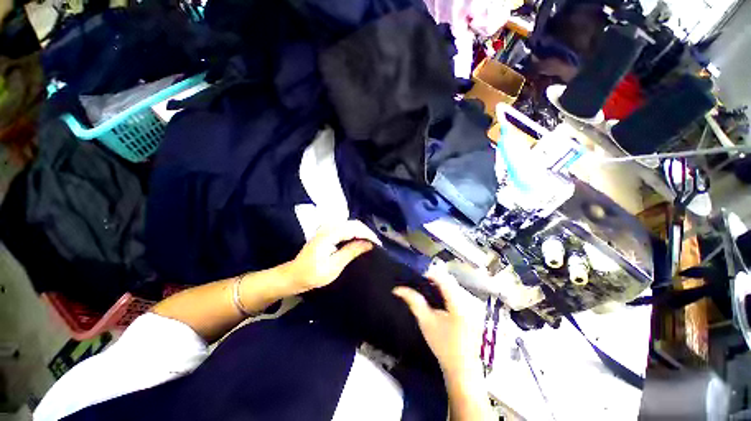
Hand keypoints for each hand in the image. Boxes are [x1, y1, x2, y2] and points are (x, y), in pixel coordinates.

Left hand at [281, 220, 379, 294]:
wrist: (294, 275)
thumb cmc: (312, 274)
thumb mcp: (334, 266)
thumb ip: (351, 251)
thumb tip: (369, 244)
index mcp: (329, 234)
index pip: (355, 228)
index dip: (368, 235)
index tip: (378, 245)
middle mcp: (328, 226)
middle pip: (354, 223)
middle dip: (367, 232)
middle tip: (376, 245)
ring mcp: (327, 228)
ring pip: (351, 224)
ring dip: (362, 232)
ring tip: (371, 243)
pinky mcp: (327, 231)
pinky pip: (346, 228)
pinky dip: (355, 233)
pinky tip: (360, 241)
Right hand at [393, 264, 484, 381]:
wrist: (462, 368)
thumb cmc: (443, 345)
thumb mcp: (426, 322)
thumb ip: (414, 301)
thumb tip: (398, 289)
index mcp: (459, 303)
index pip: (444, 278)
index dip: (430, 273)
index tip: (418, 277)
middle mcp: (469, 300)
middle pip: (450, 280)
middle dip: (435, 279)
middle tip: (421, 285)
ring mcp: (475, 305)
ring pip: (455, 286)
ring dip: (441, 285)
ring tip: (429, 293)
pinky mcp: (475, 310)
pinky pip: (460, 293)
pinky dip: (449, 293)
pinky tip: (441, 302)